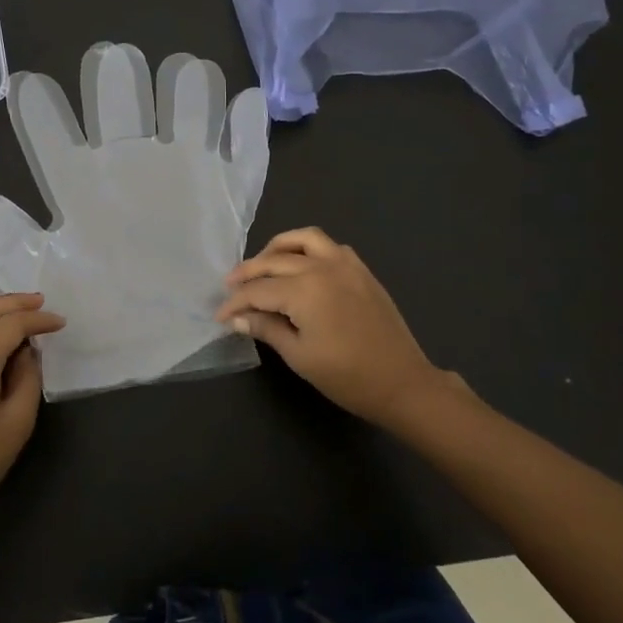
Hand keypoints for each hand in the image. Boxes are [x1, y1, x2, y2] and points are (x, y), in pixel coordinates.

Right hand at [215, 227, 447, 429]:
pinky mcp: (361, 270)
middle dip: (248, 273)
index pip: (258, 290)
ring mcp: (345, 264)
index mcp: (304, 289)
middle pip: (274, 261)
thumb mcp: (299, 355)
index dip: (235, 302)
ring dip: (277, 248)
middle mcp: (322, 267)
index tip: (219, 315)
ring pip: (303, 239)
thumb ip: (266, 328)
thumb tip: (237, 317)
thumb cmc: (347, 376)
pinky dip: (308, 249)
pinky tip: (300, 266)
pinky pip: (329, 246)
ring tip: (263, 265)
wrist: (402, 382)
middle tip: (230, 287)